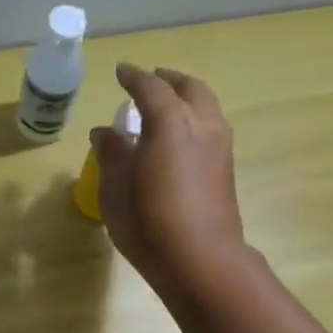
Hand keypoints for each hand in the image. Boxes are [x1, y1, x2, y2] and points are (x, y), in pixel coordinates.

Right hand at [93, 63, 246, 297]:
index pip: (150, 87)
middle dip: (169, 80)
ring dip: (187, 98)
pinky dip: (194, 120)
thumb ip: (111, 154)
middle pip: (189, 88)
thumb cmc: (149, 224)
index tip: (121, 71)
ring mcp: (220, 147)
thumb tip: (105, 133)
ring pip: (206, 106)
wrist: (202, 261)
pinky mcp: (226, 169)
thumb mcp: (116, 190)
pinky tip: (180, 138)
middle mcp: (201, 124)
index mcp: (171, 121)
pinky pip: (211, 128)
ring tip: (167, 107)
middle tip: (152, 80)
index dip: (133, 77)